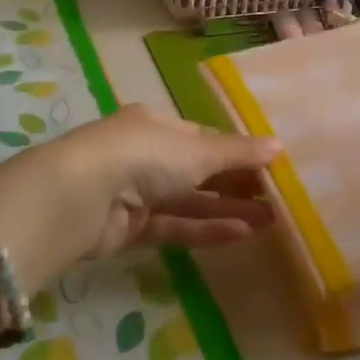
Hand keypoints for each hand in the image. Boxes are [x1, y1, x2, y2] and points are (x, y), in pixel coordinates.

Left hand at [19, 105, 279, 259]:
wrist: (80, 197)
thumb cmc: (143, 155)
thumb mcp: (197, 150)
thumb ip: (238, 153)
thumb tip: (279, 146)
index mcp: (156, 125)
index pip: (204, 138)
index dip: (237, 152)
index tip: (270, 167)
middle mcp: (146, 155)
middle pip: (199, 170)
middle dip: (237, 184)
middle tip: (277, 198)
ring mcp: (136, 194)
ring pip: (189, 202)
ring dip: (228, 209)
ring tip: (271, 220)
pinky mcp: (129, 230)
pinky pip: (175, 227)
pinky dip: (205, 229)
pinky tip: (241, 234)